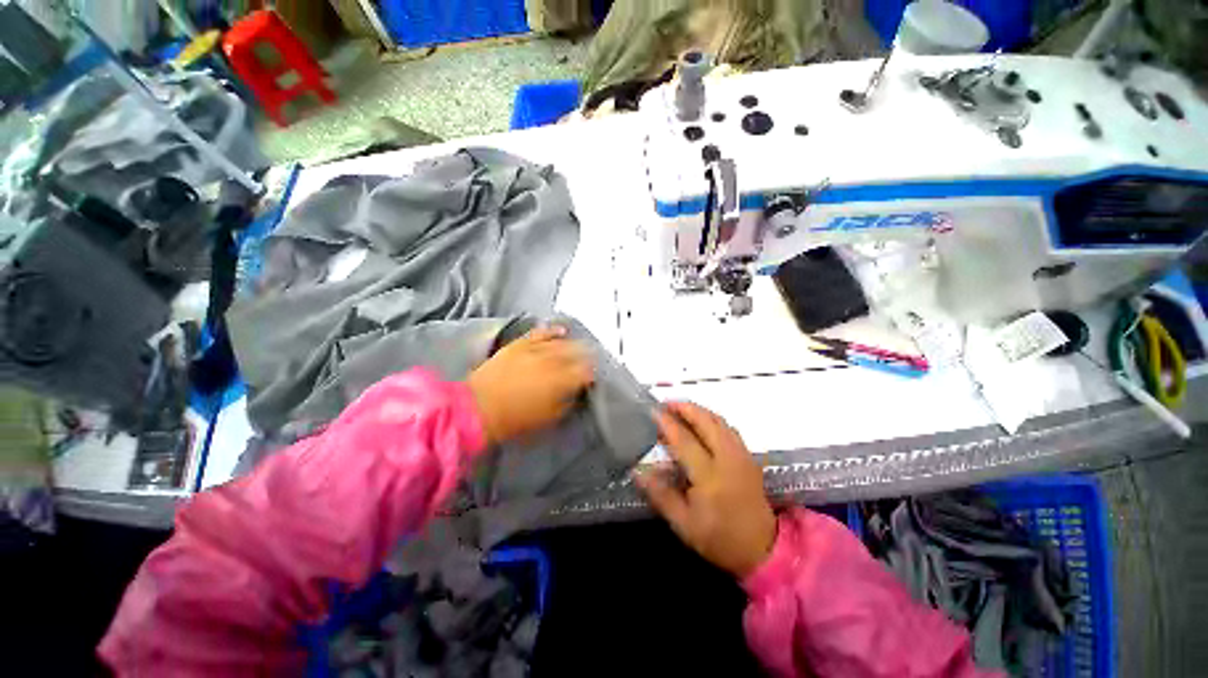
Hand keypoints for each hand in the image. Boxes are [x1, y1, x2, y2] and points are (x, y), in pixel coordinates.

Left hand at [467, 325, 594, 444]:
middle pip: (578, 353)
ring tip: (580, 347)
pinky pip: (540, 333)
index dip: (593, 374)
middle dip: (587, 357)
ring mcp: (535, 349)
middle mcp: (552, 360)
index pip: (586, 371)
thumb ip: (567, 402)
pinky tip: (562, 331)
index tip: (593, 379)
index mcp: (561, 381)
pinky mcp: (520, 344)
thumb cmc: (515, 420)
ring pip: (562, 342)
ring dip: (574, 344)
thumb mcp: (549, 418)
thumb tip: (576, 391)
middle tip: (590, 362)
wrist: (477, 409)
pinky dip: (552, 331)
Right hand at [636, 402, 776, 577]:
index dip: (667, 423)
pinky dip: (712, 418)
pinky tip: (702, 422)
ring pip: (719, 421)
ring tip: (681, 408)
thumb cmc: (719, 538)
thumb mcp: (684, 524)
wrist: (763, 549)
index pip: (684, 440)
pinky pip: (729, 428)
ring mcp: (741, 455)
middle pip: (706, 421)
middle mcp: (727, 459)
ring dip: (699, 410)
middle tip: (666, 403)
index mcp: (709, 476)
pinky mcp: (749, 457)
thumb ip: (661, 495)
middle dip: (685, 407)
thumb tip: (638, 471)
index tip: (653, 411)